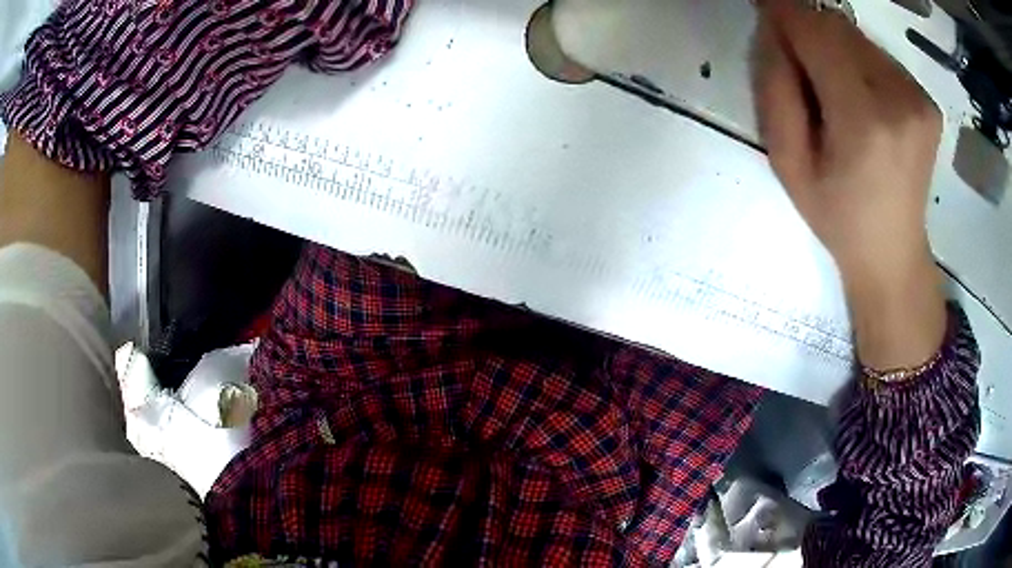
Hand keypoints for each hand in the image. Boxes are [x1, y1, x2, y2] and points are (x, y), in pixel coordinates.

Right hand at [752, 0, 946, 369]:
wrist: (892, 252)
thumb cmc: (836, 214)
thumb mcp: (787, 161)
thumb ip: (776, 87)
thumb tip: (775, 28)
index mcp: (863, 121)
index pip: (816, 31)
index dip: (784, 11)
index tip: (763, 6)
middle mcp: (899, 99)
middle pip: (838, 27)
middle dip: (807, 28)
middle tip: (797, 61)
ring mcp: (919, 98)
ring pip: (858, 36)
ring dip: (833, 45)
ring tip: (832, 88)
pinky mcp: (927, 100)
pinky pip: (879, 55)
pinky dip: (859, 60)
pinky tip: (860, 97)